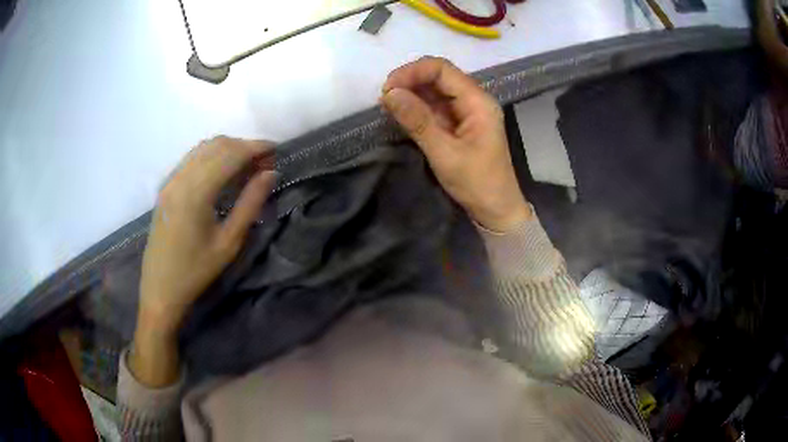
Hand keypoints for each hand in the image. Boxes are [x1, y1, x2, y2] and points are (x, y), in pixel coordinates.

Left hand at [131, 136, 274, 386]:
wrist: (161, 287)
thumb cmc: (196, 271)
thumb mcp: (229, 242)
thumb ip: (251, 203)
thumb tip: (270, 173)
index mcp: (196, 192)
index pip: (230, 154)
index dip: (255, 147)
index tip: (276, 150)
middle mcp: (181, 177)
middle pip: (217, 145)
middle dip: (244, 147)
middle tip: (264, 163)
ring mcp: (171, 180)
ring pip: (203, 148)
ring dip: (228, 149)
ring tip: (247, 166)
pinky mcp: (166, 186)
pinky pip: (192, 158)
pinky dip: (212, 156)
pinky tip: (223, 172)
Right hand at [381, 57, 530, 231]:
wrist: (496, 210)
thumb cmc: (477, 183)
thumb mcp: (445, 153)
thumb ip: (418, 121)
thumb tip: (390, 94)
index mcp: (478, 101)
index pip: (442, 70)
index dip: (413, 72)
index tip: (388, 88)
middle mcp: (473, 100)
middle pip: (438, 76)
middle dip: (409, 81)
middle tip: (384, 98)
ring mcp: (465, 111)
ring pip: (434, 90)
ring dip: (410, 94)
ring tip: (387, 106)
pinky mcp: (457, 124)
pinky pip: (434, 107)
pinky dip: (416, 108)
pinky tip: (400, 114)